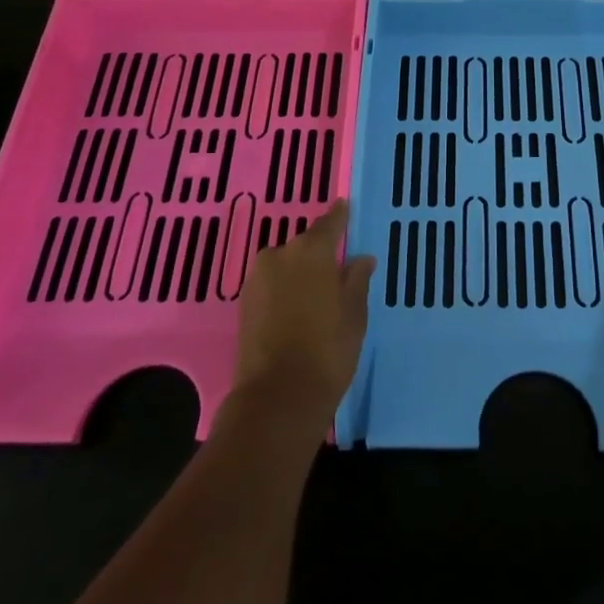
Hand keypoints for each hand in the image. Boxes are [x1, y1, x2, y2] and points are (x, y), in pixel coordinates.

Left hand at [231, 201, 374, 431]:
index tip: (345, 207)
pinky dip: (284, 290)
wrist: (277, 397)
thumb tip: (360, 258)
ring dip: (300, 273)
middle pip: (304, 246)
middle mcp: (280, 255)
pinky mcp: (244, 304)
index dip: (339, 216)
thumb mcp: (354, 314)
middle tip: (337, 270)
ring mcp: (257, 279)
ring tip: (317, 294)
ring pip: (285, 266)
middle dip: (319, 254)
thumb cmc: (327, 349)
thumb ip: (356, 280)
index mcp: (311, 250)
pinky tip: (297, 308)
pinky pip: (272, 285)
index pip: (329, 223)